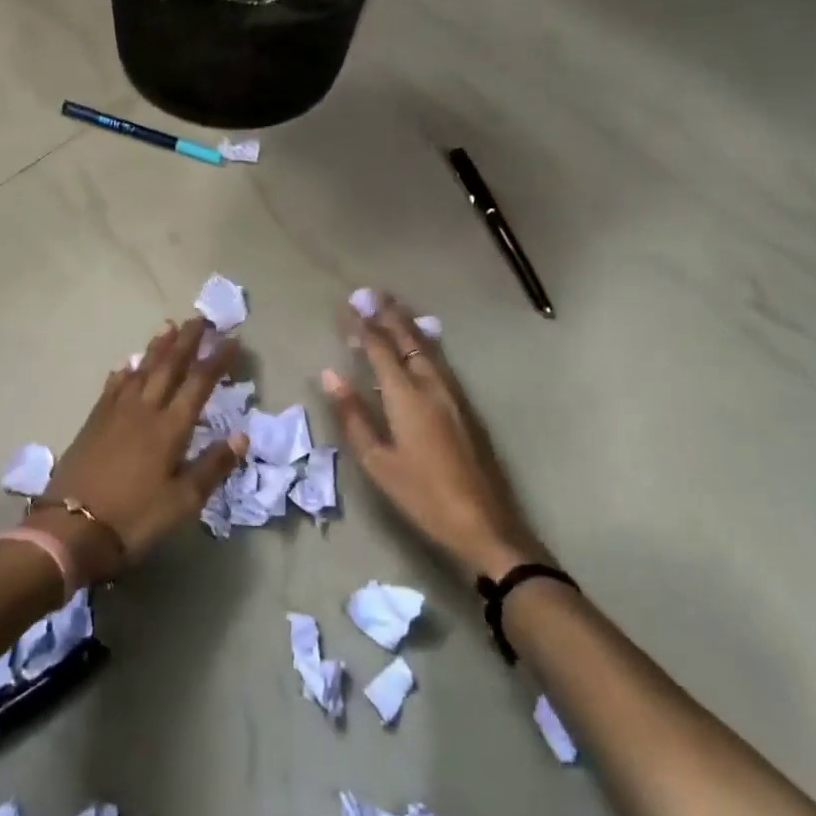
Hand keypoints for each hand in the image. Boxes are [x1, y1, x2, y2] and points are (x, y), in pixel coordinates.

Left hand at [39, 318, 248, 580]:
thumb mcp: (182, 502)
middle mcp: (144, 410)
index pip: (199, 384)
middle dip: (187, 342)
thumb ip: (213, 466)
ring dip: (157, 348)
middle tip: (200, 319)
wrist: (70, 528)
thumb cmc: (134, 518)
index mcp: (170, 428)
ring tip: (168, 326)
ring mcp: (115, 413)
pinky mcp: (94, 422)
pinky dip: (123, 372)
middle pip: (169, 367)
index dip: (217, 361)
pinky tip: (126, 364)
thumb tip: (242, 435)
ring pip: (141, 370)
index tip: (232, 340)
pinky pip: (112, 387)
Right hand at [321, 292, 551, 581]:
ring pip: (428, 347)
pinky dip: (424, 343)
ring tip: (394, 306)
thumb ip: (353, 415)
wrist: (485, 524)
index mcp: (407, 396)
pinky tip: (421, 345)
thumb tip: (330, 374)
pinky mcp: (466, 406)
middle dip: (388, 314)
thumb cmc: (423, 496)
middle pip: (408, 339)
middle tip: (371, 292)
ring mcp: (453, 394)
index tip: (346, 305)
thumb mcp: (378, 462)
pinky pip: (440, 360)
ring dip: (408, 324)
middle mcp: (432, 385)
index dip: (361, 325)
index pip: (379, 348)